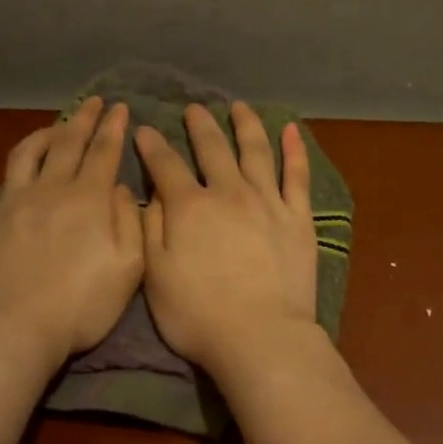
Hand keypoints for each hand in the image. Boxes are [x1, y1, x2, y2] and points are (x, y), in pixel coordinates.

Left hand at [0, 98, 143, 362]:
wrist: (11, 327)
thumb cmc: (80, 304)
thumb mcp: (128, 269)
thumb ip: (130, 223)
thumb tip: (122, 189)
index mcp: (89, 200)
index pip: (104, 152)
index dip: (113, 128)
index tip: (120, 107)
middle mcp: (53, 190)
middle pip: (69, 143)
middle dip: (85, 119)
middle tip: (95, 101)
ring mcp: (18, 202)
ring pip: (33, 152)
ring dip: (50, 131)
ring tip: (60, 124)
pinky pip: (11, 174)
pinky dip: (24, 157)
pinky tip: (28, 163)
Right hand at [136, 102, 318, 374]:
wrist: (260, 336)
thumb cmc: (199, 315)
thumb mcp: (155, 276)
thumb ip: (150, 229)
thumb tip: (150, 193)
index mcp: (189, 208)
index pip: (166, 165)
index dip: (152, 145)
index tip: (144, 129)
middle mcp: (229, 193)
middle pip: (212, 149)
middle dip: (199, 125)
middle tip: (193, 108)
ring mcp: (268, 202)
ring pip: (256, 151)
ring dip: (246, 125)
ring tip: (239, 107)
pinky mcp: (298, 217)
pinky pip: (297, 175)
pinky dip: (294, 150)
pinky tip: (292, 130)